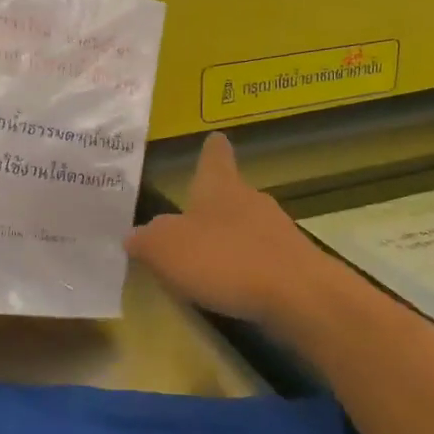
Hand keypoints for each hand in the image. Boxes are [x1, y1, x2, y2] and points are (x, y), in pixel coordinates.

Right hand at [126, 132, 333, 331]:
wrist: (298, 296)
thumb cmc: (225, 259)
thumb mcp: (166, 249)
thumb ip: (146, 240)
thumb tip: (135, 236)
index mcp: (219, 187)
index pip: (215, 156)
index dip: (211, 149)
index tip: (214, 138)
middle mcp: (251, 200)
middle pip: (231, 193)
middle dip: (213, 203)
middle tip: (189, 217)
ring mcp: (277, 231)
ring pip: (248, 226)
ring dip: (230, 238)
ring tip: (206, 259)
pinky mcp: (294, 264)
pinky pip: (262, 258)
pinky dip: (247, 268)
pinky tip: (234, 287)